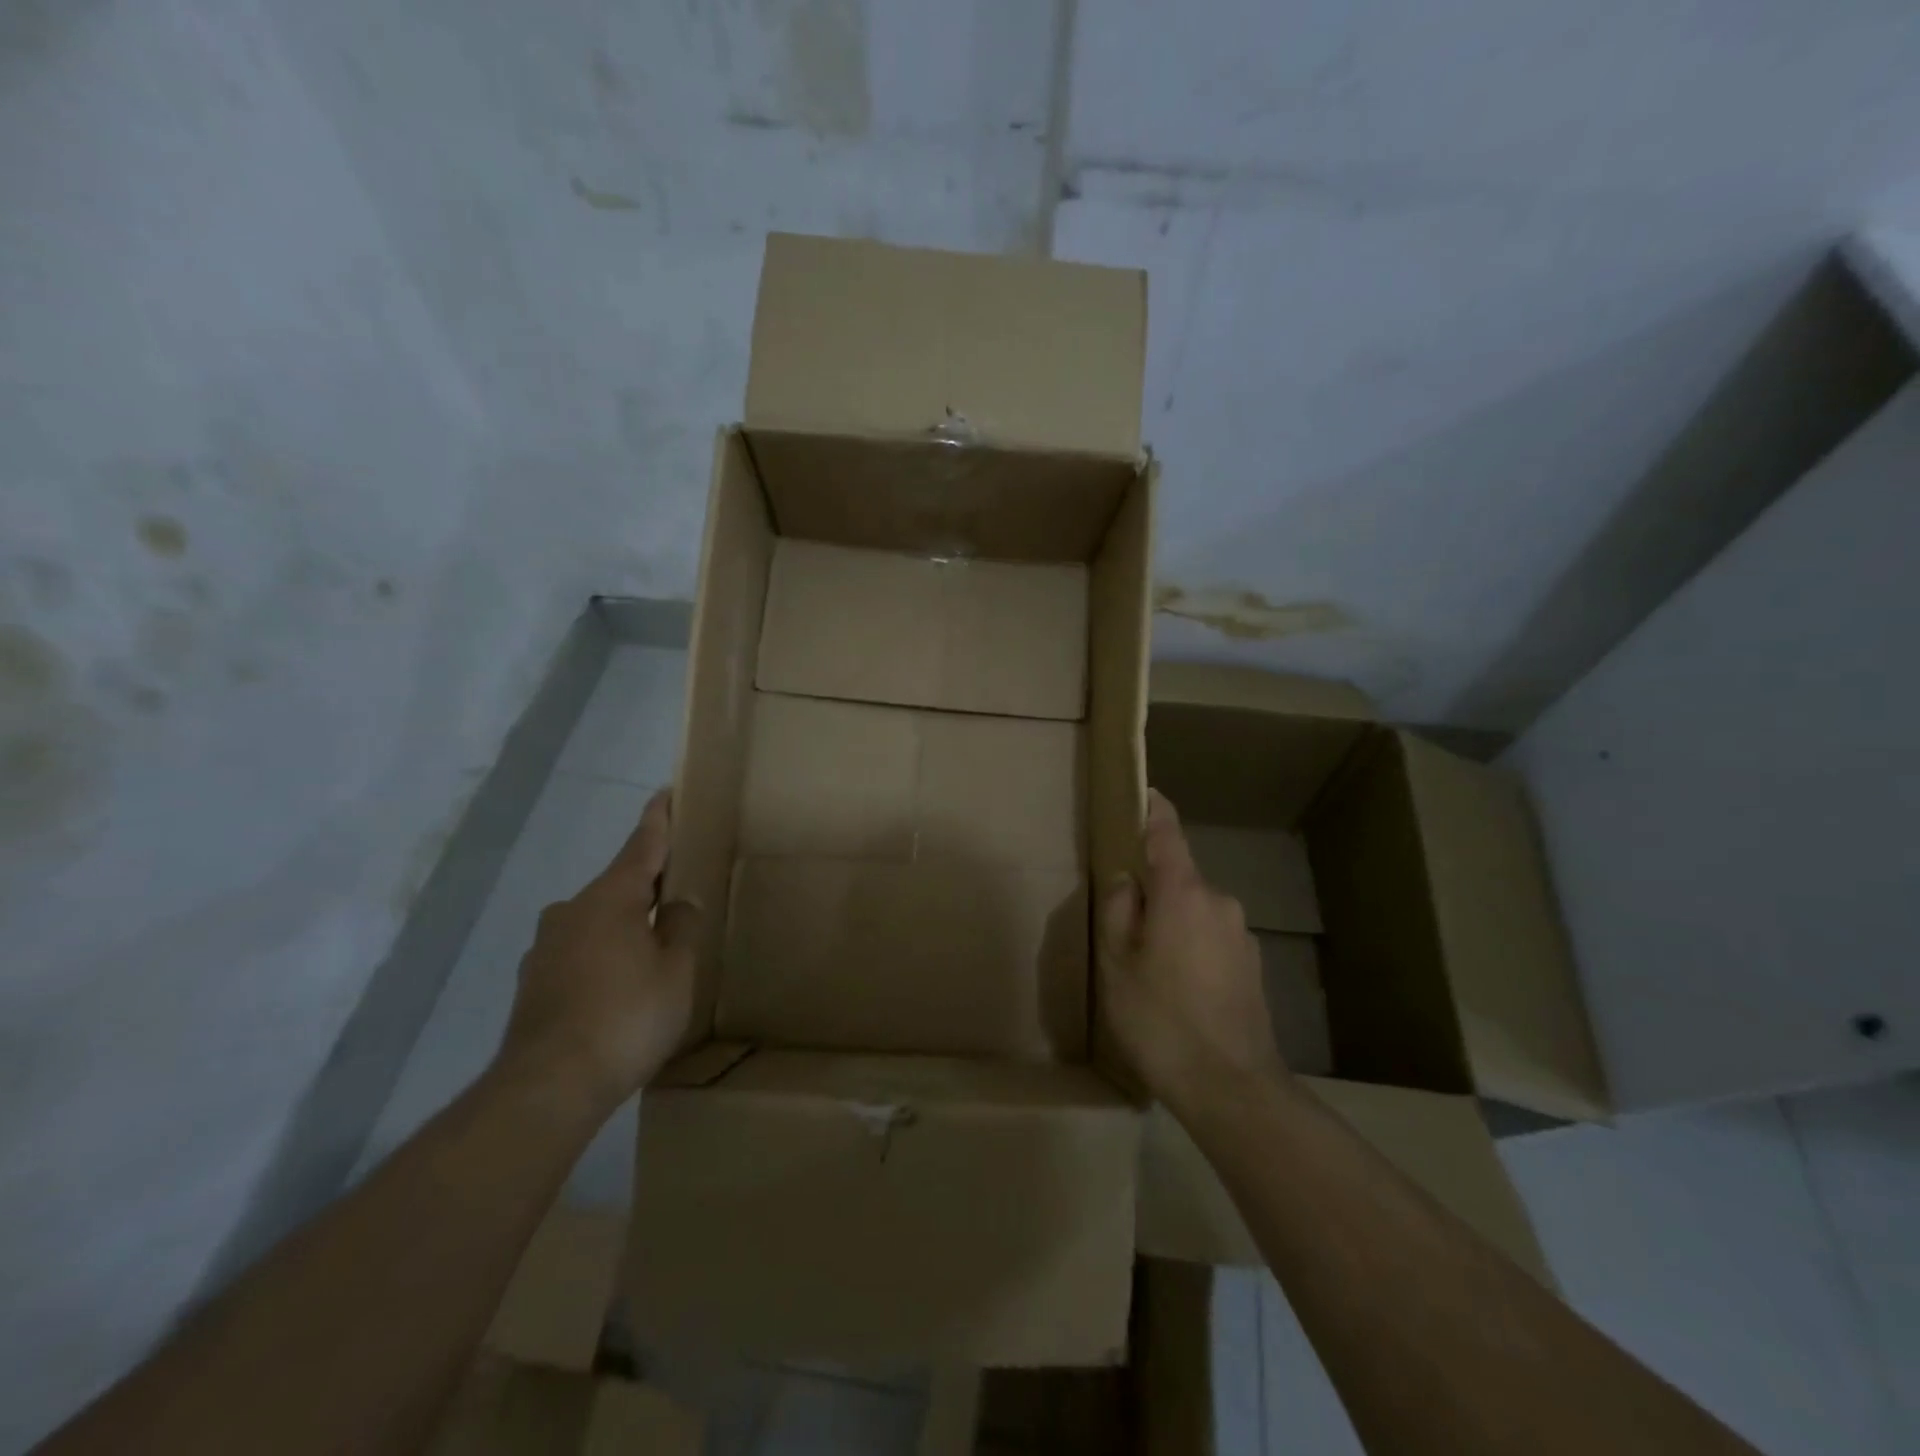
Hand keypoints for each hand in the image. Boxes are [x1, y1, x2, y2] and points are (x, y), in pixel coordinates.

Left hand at [494, 789, 699, 1117]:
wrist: (548, 1086)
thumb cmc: (626, 1017)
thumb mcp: (677, 970)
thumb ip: (683, 927)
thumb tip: (678, 903)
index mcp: (611, 898)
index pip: (642, 846)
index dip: (658, 820)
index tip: (665, 792)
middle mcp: (571, 911)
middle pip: (619, 885)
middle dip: (647, 886)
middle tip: (678, 894)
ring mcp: (545, 947)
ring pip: (596, 921)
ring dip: (624, 925)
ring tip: (651, 952)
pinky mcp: (532, 982)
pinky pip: (579, 952)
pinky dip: (602, 956)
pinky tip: (617, 987)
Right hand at [1098, 789, 1286, 1112]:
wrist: (1232, 1088)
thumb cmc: (1161, 1019)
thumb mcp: (1117, 963)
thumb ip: (1118, 909)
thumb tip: (1127, 879)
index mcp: (1183, 893)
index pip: (1167, 833)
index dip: (1154, 810)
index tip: (1144, 792)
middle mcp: (1219, 902)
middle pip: (1179, 878)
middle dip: (1152, 890)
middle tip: (1123, 928)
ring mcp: (1241, 935)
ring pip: (1195, 911)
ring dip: (1172, 923)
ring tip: (1149, 970)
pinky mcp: (1252, 966)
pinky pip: (1212, 939)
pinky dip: (1192, 948)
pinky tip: (1179, 992)